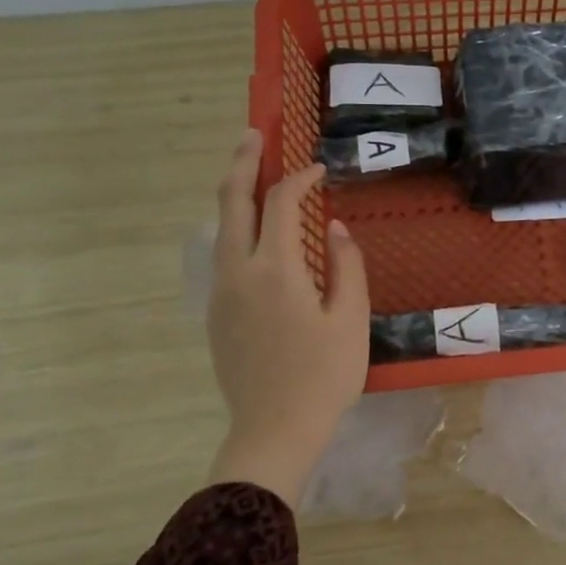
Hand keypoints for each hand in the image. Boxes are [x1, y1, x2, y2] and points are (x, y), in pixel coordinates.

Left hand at [206, 130, 368, 505]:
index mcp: (276, 270)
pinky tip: (254, 232)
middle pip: (232, 202)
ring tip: (250, 172)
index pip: (281, 203)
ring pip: (221, 228)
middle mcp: (239, 272)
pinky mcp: (216, 313)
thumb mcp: (350, 320)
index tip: (319, 170)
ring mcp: (221, 292)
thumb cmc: (323, 376)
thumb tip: (334, 228)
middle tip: (254, 135)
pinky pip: (223, 255)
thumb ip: (346, 266)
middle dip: (241, 163)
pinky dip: (235, 228)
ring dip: (235, 194)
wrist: (274, 429)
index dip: (300, 178)